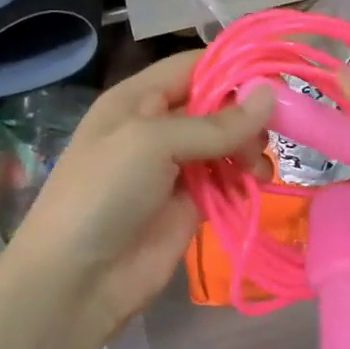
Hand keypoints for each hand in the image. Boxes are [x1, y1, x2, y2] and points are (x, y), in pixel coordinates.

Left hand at [12, 52, 272, 344]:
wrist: (75, 282)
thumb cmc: (104, 194)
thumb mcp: (152, 144)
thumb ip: (215, 124)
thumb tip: (271, 95)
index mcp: (139, 98)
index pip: (194, 66)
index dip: (233, 67)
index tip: (274, 79)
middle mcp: (158, 125)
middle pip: (216, 104)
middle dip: (246, 114)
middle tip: (266, 135)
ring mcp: (175, 166)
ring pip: (226, 141)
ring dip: (248, 148)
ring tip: (256, 168)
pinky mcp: (190, 202)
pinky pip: (226, 178)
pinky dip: (244, 178)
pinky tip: (254, 184)